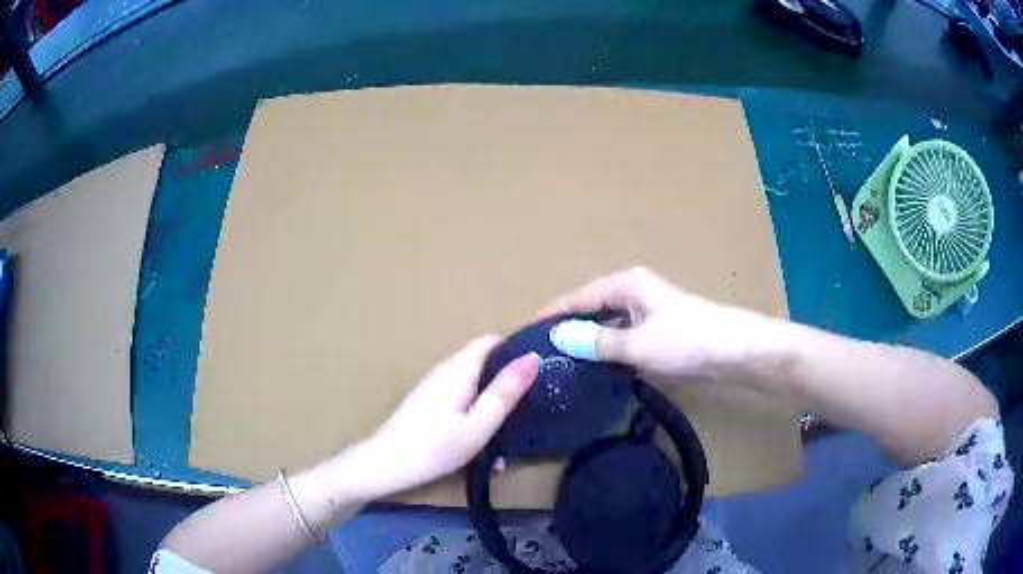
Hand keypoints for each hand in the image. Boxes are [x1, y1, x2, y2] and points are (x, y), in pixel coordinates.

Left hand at [350, 336, 538, 499]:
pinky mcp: (427, 405)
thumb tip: (533, 356)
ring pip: (473, 390)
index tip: (540, 372)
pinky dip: (474, 420)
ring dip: (491, 412)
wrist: (385, 465)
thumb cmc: (436, 446)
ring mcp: (433, 388)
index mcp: (459, 368)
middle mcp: (445, 371)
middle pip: (484, 366)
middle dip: (506, 389)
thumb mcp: (480, 424)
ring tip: (504, 447)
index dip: (516, 351)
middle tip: (527, 415)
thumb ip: (506, 391)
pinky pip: (459, 404)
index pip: (492, 341)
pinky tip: (479, 451)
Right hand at [545, 267, 770, 378]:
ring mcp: (647, 310)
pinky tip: (597, 368)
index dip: (552, 315)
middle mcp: (633, 291)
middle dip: (568, 328)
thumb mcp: (636, 344)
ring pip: (607, 324)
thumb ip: (597, 342)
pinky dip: (609, 349)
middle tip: (543, 353)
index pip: (578, 297)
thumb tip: (558, 337)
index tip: (527, 333)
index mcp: (625, 285)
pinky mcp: (658, 329)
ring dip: (589, 340)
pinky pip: (623, 336)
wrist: (734, 350)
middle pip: (591, 308)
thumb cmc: (685, 340)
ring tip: (563, 362)